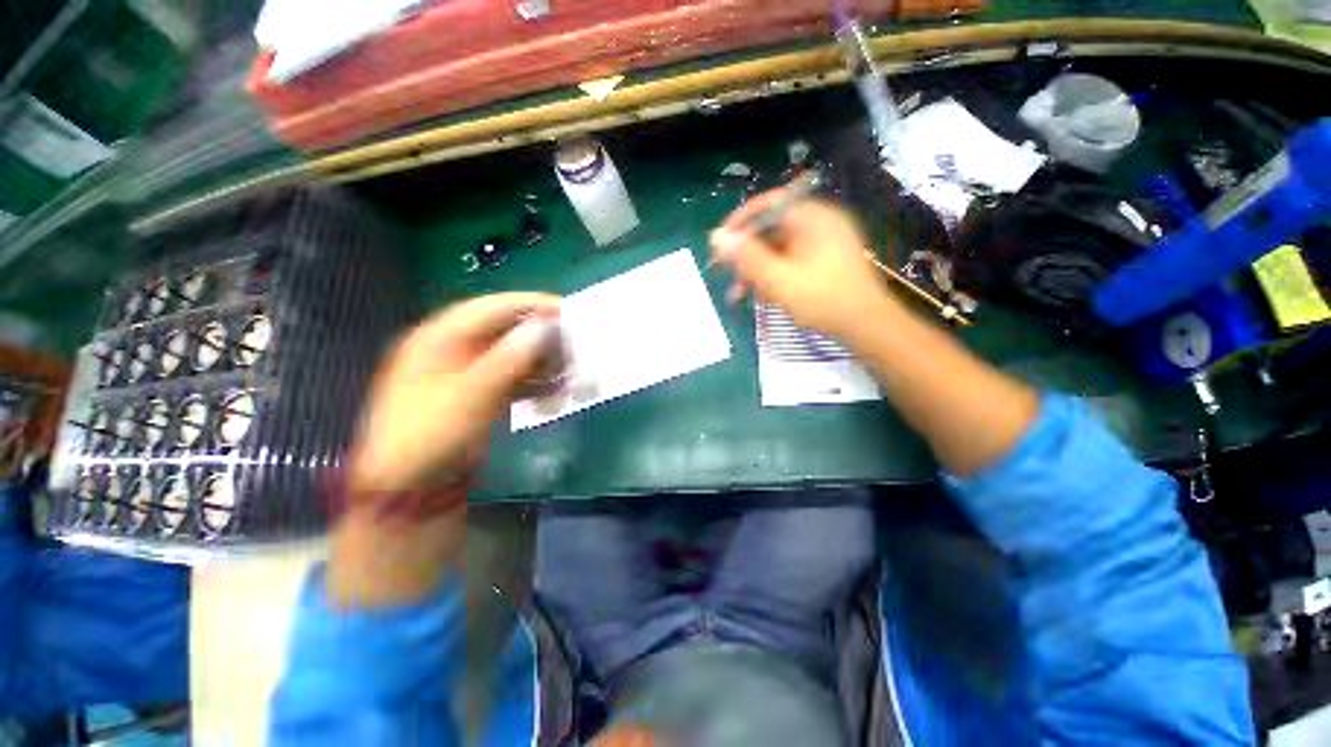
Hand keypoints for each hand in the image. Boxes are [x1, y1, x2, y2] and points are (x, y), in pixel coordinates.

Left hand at [348, 293, 561, 494]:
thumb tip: (545, 326)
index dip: (531, 305)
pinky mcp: (476, 398)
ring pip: (512, 357)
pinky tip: (555, 393)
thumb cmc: (431, 436)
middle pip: (505, 331)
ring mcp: (464, 375)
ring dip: (542, 363)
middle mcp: (452, 350)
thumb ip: (511, 357)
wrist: (408, 493)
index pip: (492, 307)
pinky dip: (534, 384)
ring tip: (570, 372)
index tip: (567, 311)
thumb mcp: (472, 394)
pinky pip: (511, 381)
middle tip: (574, 346)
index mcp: (439, 338)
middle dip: (541, 338)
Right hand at [709, 187, 897, 344]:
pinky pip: (789, 262)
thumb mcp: (779, 279)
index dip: (740, 221)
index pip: (768, 204)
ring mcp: (822, 244)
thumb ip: (746, 257)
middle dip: (745, 254)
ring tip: (737, 294)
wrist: (867, 326)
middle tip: (723, 272)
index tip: (720, 242)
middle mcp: (818, 224)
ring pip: (777, 250)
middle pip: (771, 229)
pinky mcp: (823, 262)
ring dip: (755, 270)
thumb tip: (717, 236)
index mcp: (813, 218)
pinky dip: (772, 276)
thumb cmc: (823, 300)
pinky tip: (758, 297)